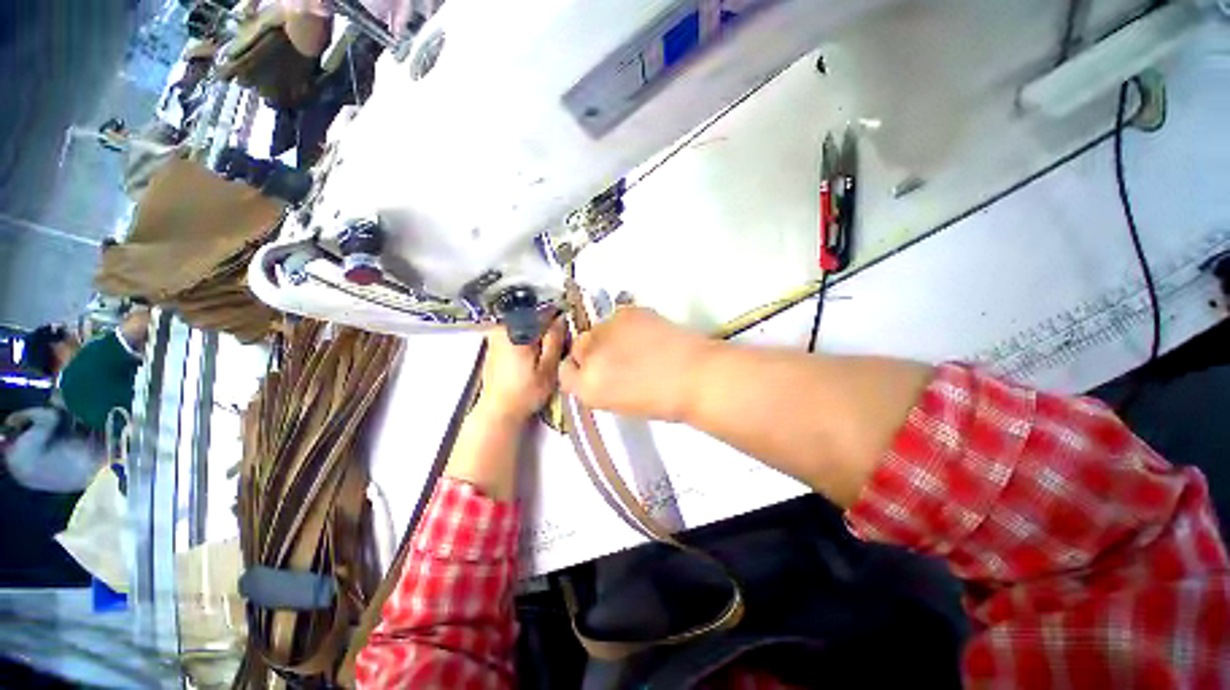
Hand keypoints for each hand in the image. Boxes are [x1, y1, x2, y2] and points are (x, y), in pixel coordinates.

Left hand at [474, 318, 565, 423]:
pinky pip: (513, 332)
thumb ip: (555, 341)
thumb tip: (561, 319)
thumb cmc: (526, 392)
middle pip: (530, 316)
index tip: (566, 322)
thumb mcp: (548, 367)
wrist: (498, 411)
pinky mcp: (493, 347)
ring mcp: (495, 338)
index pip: (541, 312)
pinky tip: (532, 353)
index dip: (557, 315)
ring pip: (521, 323)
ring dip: (535, 330)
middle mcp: (503, 330)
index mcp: (518, 333)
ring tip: (546, 347)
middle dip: (545, 323)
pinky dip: (524, 337)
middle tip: (557, 339)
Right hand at [559, 307, 712, 421]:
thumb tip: (598, 371)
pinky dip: (626, 324)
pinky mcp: (625, 312)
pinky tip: (646, 333)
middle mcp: (589, 356)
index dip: (580, 370)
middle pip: (578, 346)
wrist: (696, 376)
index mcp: (587, 387)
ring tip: (635, 343)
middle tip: (616, 355)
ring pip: (597, 328)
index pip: (565, 372)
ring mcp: (606, 330)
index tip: (594, 371)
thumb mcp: (620, 403)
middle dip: (592, 351)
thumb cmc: (663, 401)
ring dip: (608, 335)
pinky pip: (617, 317)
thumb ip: (600, 386)